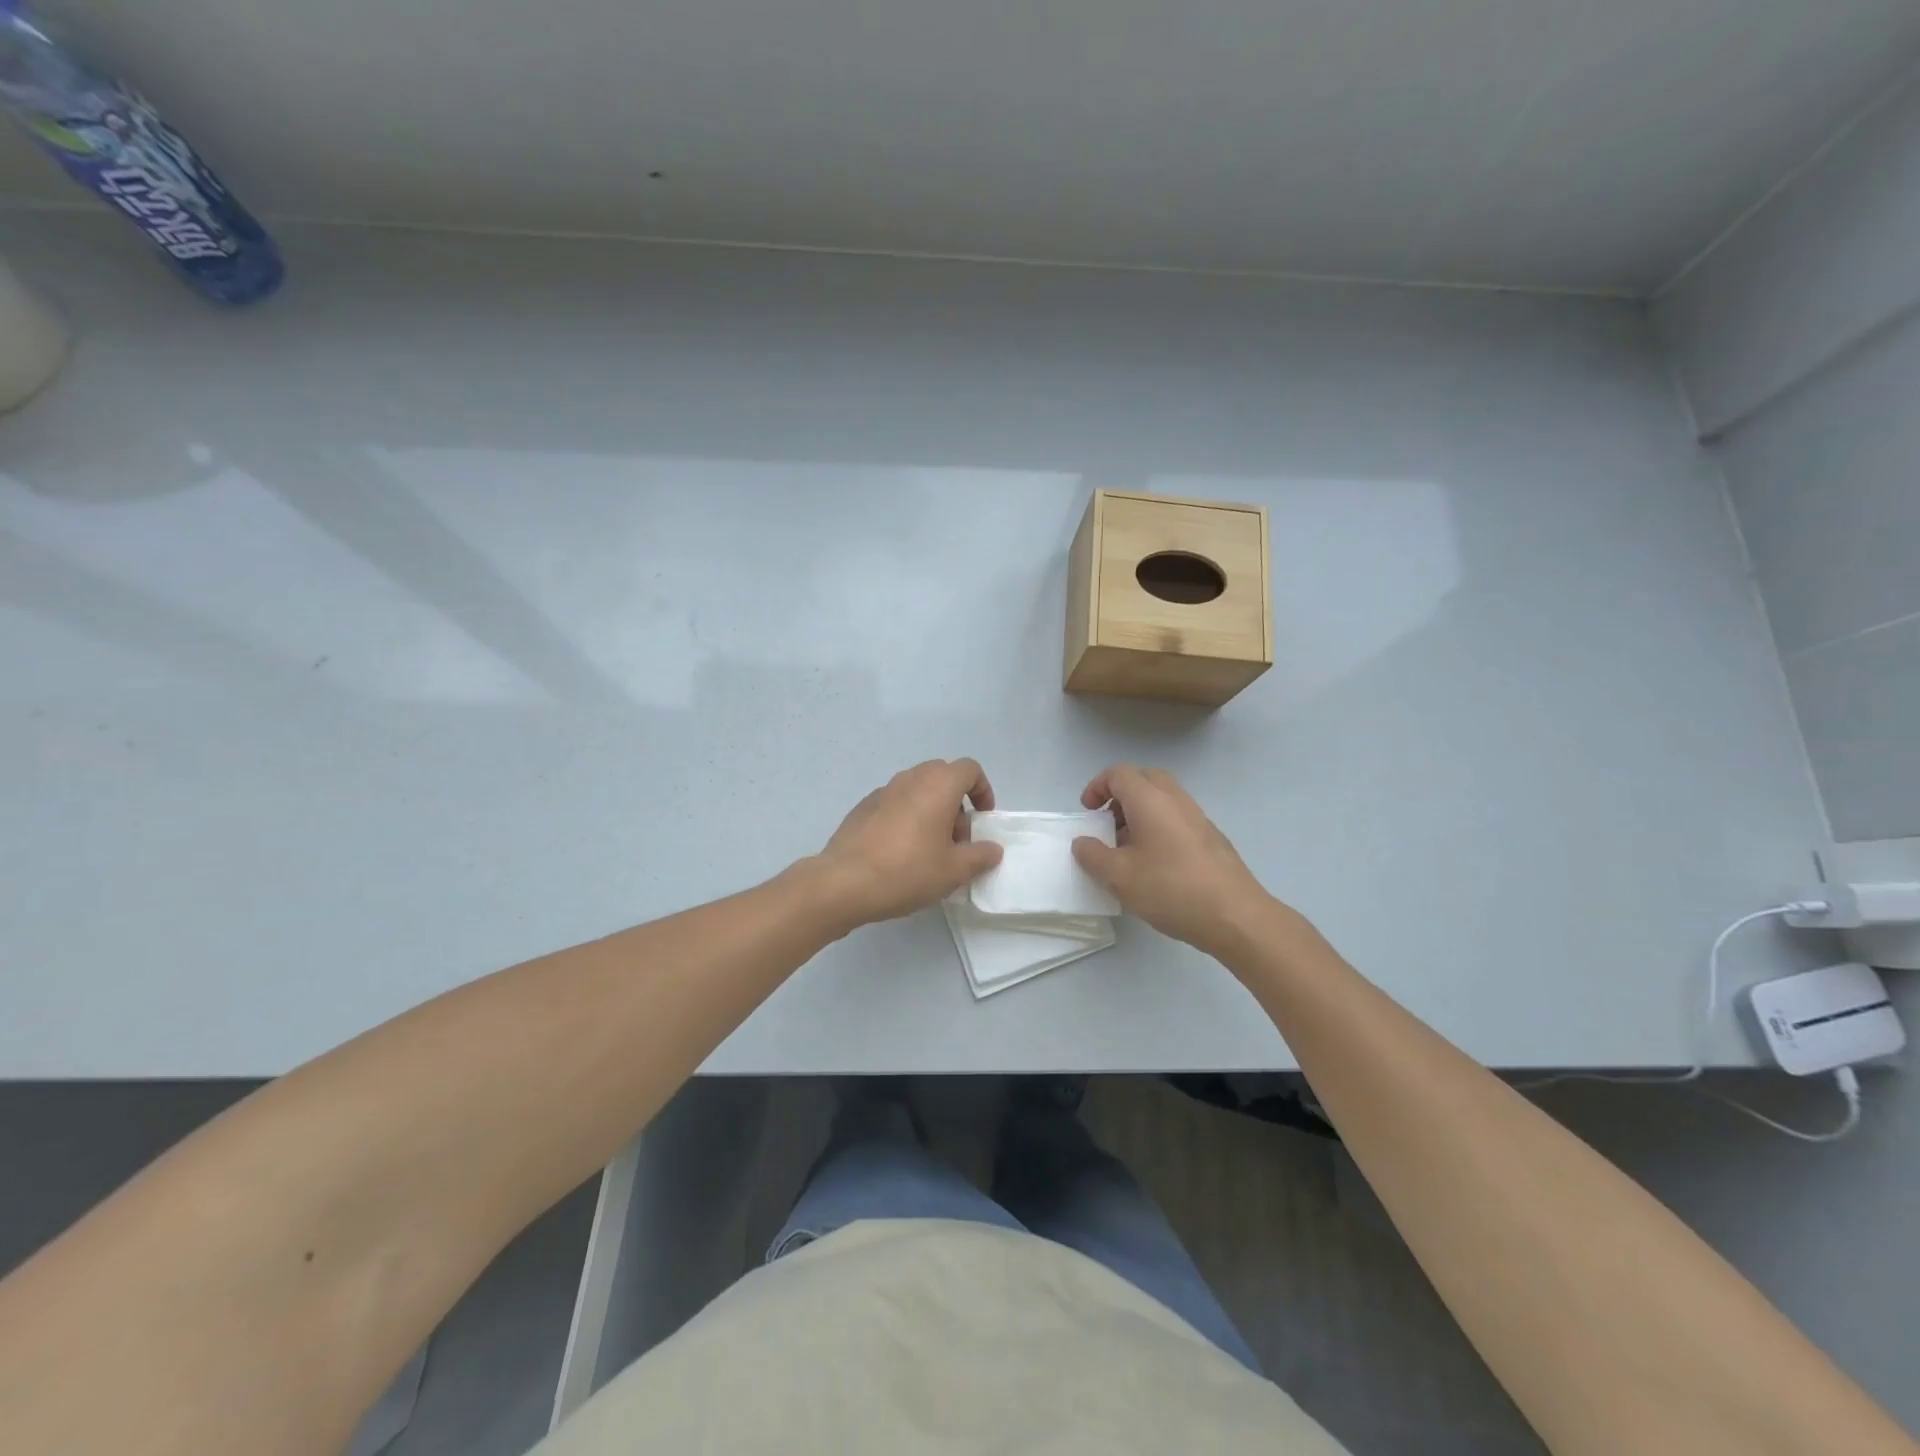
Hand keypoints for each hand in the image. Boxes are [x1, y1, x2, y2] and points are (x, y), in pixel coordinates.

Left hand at [814, 759, 1002, 928]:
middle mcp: (910, 779)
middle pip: (943, 777)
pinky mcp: (863, 807)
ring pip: (918, 790)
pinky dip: (907, 818)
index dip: (983, 790)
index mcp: (937, 785)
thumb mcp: (953, 871)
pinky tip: (901, 852)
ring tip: (930, 850)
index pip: (969, 769)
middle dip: (957, 803)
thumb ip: (980, 856)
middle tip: (957, 839)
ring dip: (931, 810)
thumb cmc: (907, 871)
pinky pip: (896, 803)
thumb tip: (992, 849)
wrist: (843, 883)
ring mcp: (883, 791)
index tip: (982, 819)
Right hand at [1071, 764, 1275, 958]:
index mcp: (1150, 800)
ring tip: (1127, 848)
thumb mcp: (1119, 877)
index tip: (1088, 812)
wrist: (1235, 915)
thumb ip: (1093, 855)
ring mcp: (1198, 817)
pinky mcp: (1211, 838)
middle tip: (1108, 823)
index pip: (1119, 773)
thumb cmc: (1170, 889)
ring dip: (1140, 812)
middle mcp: (1175, 800)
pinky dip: (1159, 826)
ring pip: (1163, 798)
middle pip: (1144, 779)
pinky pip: (1178, 818)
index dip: (1097, 786)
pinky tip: (1155, 863)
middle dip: (1120, 794)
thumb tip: (1083, 842)